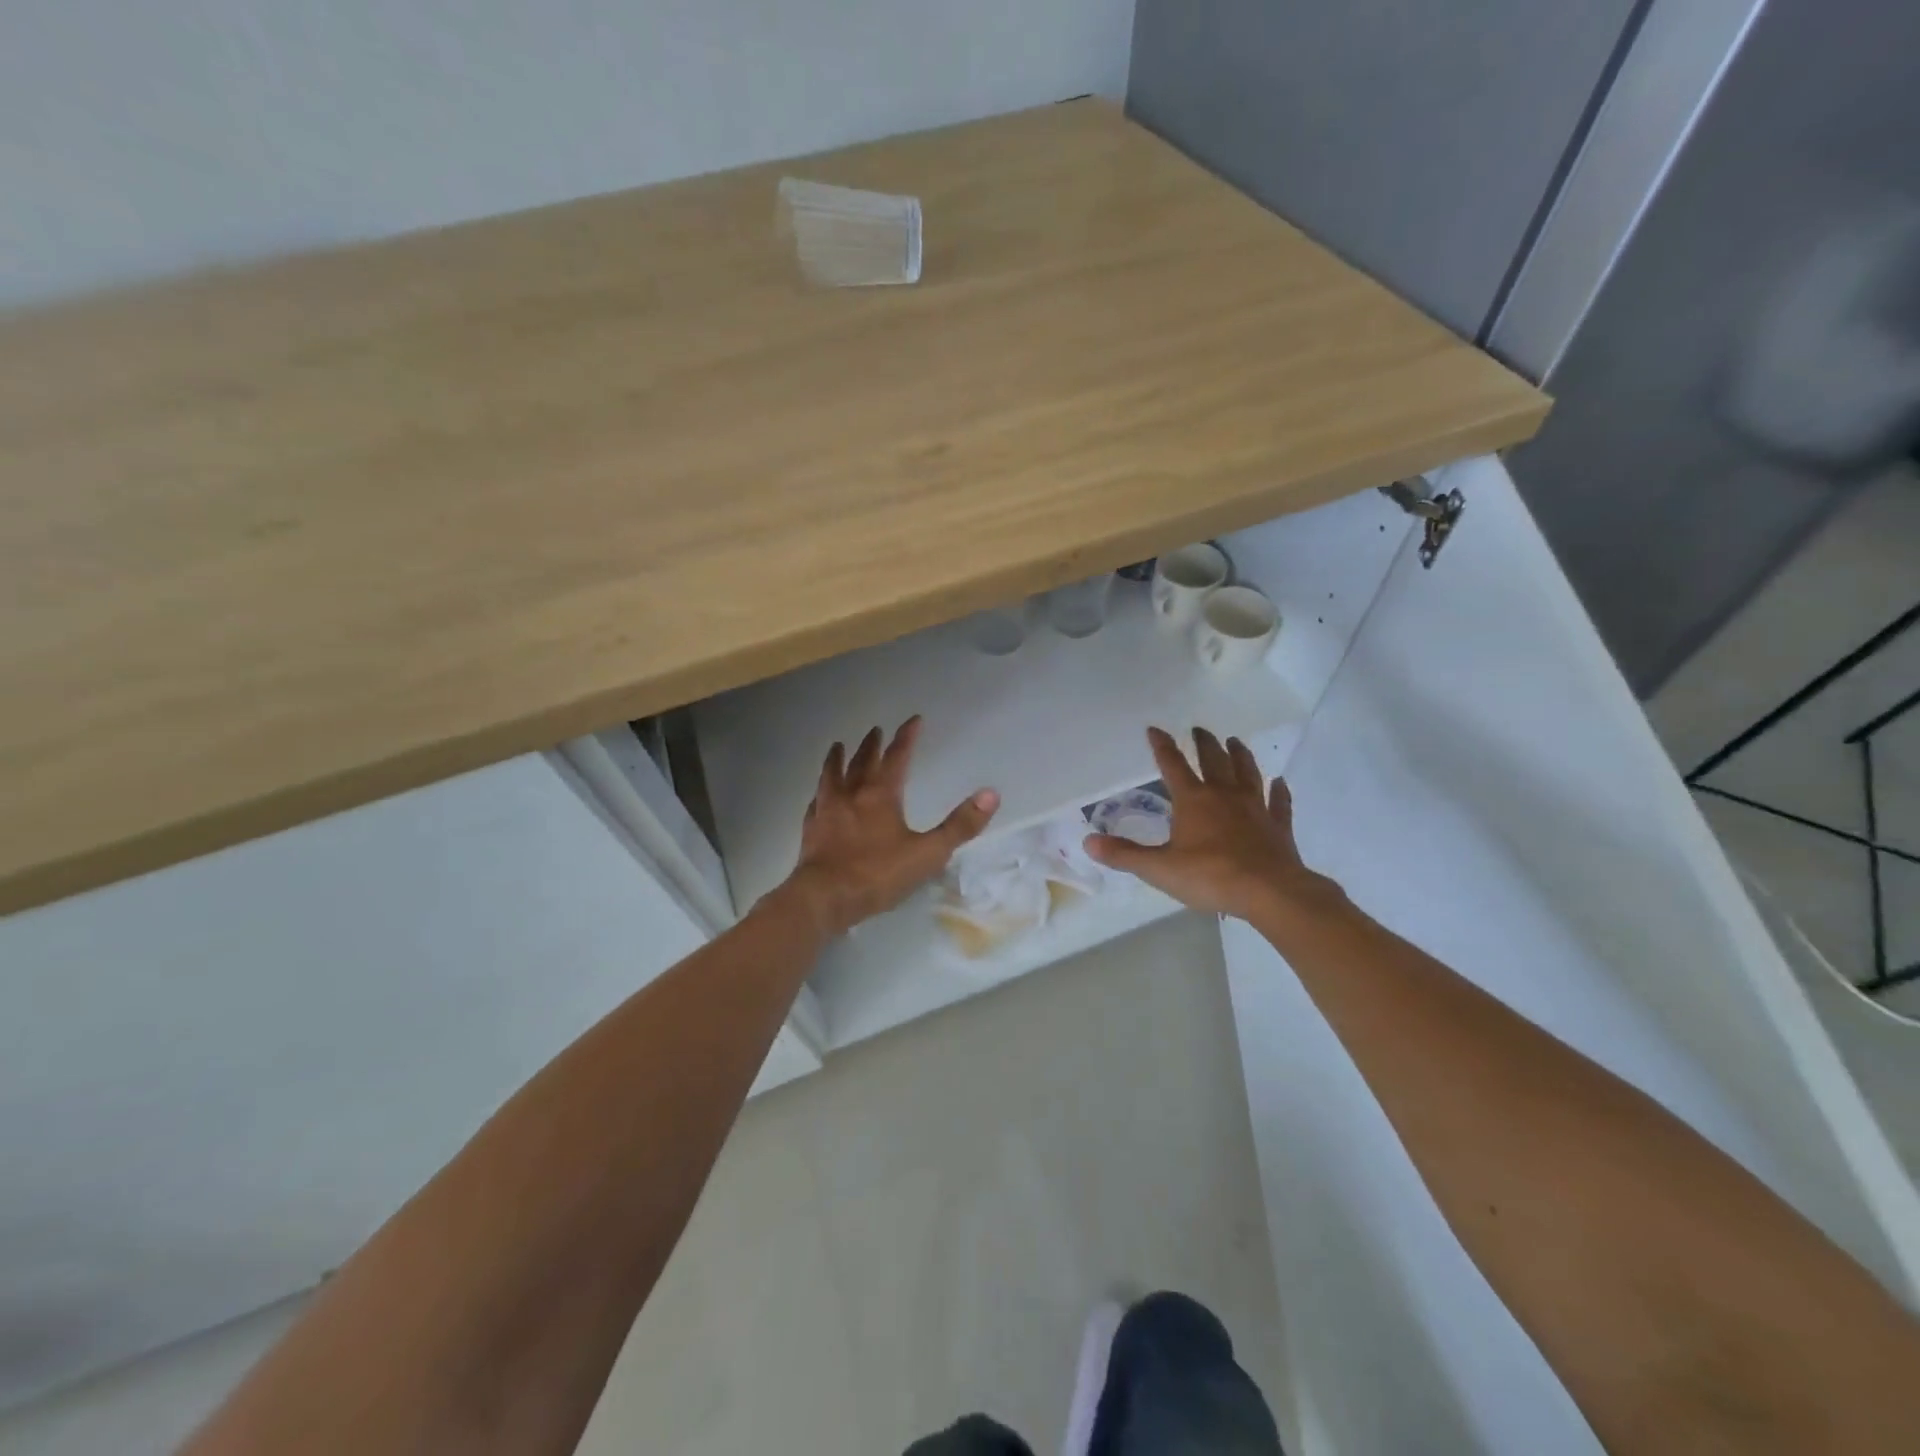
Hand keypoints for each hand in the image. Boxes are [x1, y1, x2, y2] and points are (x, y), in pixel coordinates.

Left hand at [779, 717, 998, 937]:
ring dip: (838, 759)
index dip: (906, 738)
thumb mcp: (928, 853)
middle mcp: (852, 795)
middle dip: (871, 745)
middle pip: (862, 762)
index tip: (913, 720)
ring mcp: (827, 810)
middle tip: (875, 730)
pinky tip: (819, 794)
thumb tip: (991, 794)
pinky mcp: (811, 829)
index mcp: (881, 795)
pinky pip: (816, 802)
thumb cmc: (878, 874)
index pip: (897, 757)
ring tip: (838, 746)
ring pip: (832, 775)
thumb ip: (960, 825)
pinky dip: (821, 791)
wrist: (824, 897)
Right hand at [1084, 726, 1340, 921]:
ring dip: (1241, 756)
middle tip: (1199, 729)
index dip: (1162, 746)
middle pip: (1214, 761)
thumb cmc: (1209, 876)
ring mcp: (1255, 808)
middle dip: (1204, 743)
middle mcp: (1224, 795)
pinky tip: (1280, 783)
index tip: (1155, 729)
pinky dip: (1279, 791)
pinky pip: (1279, 803)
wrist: (1269, 892)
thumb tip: (1088, 842)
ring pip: (1248, 773)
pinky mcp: (1278, 826)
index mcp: (1193, 800)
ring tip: (1235, 741)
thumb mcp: (1158, 868)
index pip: (1173, 765)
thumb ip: (1124, 855)